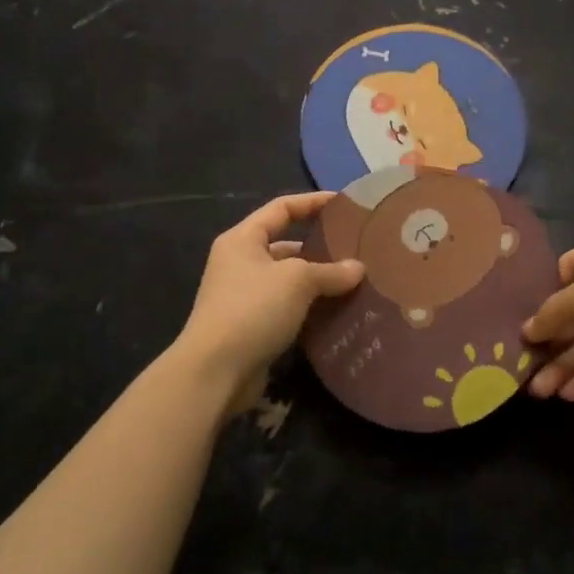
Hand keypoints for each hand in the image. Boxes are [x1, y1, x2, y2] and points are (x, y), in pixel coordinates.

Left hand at [178, 192, 364, 410]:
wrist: (215, 372)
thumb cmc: (253, 309)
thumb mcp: (297, 281)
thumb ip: (331, 271)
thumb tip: (358, 269)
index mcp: (243, 240)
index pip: (281, 208)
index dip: (313, 202)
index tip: (344, 203)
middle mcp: (240, 263)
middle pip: (286, 244)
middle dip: (320, 247)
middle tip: (356, 249)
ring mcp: (244, 297)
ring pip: (289, 280)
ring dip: (318, 281)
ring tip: (355, 281)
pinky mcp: (252, 326)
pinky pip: (288, 308)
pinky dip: (311, 308)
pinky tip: (338, 312)